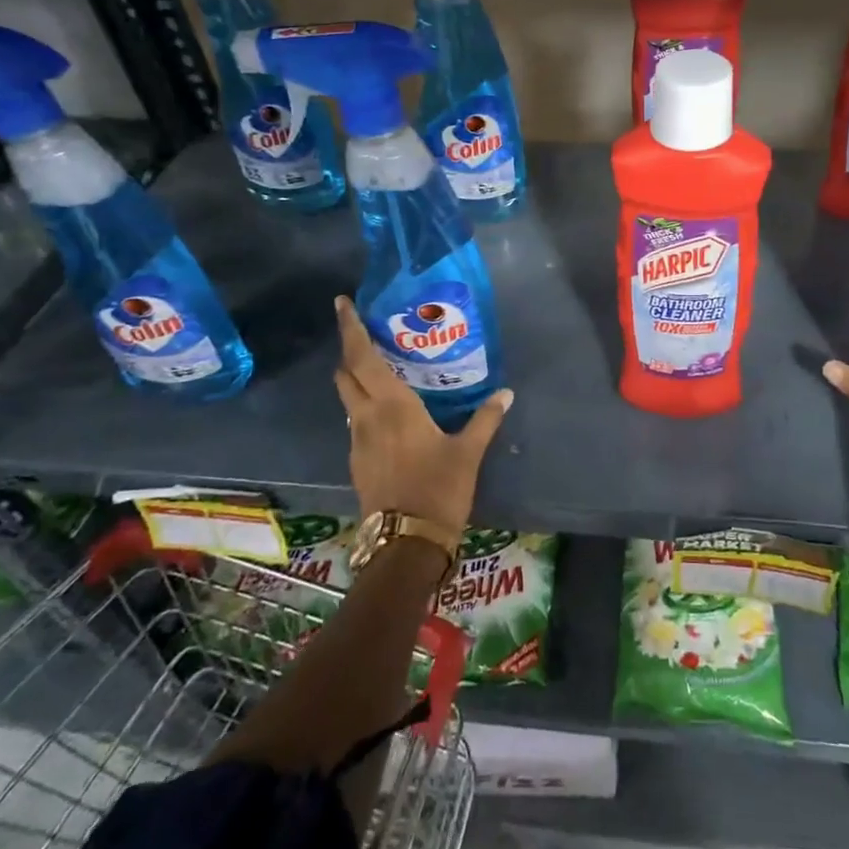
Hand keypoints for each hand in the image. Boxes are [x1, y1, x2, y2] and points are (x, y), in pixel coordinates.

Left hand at [331, 296, 513, 531]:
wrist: (406, 544)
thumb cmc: (438, 489)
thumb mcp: (468, 452)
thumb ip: (485, 419)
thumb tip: (506, 393)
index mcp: (392, 405)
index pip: (362, 357)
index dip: (351, 328)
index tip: (343, 304)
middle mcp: (366, 417)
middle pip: (346, 373)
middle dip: (350, 349)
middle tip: (366, 332)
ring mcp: (357, 441)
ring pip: (347, 397)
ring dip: (355, 377)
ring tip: (380, 367)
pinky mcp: (357, 461)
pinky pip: (355, 420)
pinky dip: (364, 404)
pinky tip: (387, 411)